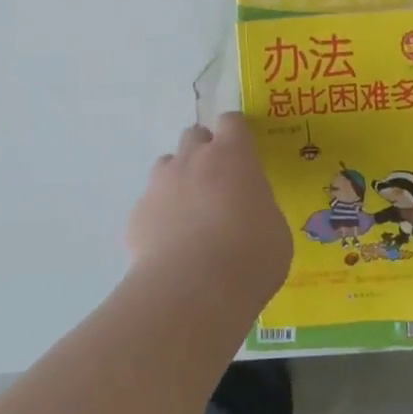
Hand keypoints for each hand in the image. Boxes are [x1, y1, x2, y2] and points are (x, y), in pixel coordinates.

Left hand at [127, 113, 291, 314]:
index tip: (243, 154)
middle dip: (204, 152)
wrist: (192, 292)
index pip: (232, 121)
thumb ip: (259, 209)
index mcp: (232, 155)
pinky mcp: (136, 215)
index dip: (237, 135)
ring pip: (167, 166)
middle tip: (217, 185)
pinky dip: (159, 218)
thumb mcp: (275, 230)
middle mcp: (193, 158)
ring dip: (179, 181)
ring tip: (190, 216)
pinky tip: (169, 248)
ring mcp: (160, 184)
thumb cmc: (249, 256)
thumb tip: (250, 213)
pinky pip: (149, 205)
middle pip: (195, 135)